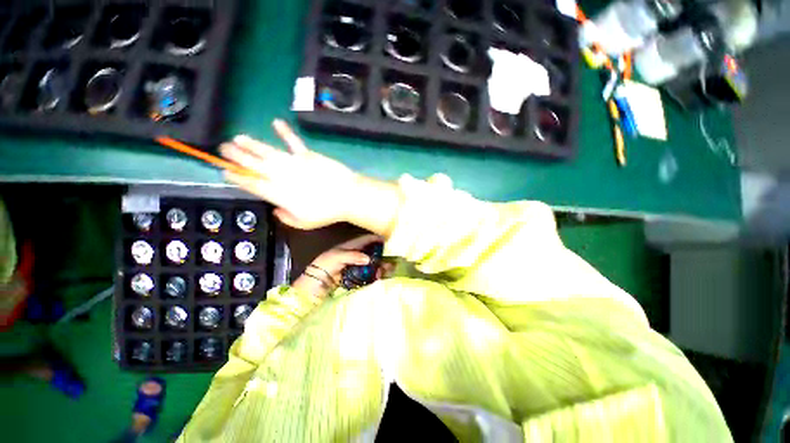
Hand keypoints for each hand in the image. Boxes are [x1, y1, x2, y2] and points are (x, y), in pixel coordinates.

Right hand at [220, 120, 358, 229]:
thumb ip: (286, 217)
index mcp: (277, 193)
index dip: (237, 177)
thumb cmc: (325, 212)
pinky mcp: (307, 155)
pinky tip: (276, 122)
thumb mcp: (303, 223)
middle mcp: (280, 175)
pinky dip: (285, 132)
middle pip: (253, 165)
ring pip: (267, 151)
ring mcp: (293, 163)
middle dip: (236, 156)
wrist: (346, 196)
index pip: (251, 184)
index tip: (225, 171)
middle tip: (223, 149)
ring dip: (251, 144)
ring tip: (238, 138)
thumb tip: (276, 209)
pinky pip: (293, 141)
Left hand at [293, 234, 381, 297]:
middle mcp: (355, 255)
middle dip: (381, 254)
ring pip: (371, 264)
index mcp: (350, 247)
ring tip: (389, 268)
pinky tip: (380, 276)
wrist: (314, 284)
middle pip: (371, 252)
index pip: (366, 240)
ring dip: (380, 265)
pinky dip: (375, 275)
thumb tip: (368, 258)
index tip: (387, 240)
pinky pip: (368, 274)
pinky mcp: (356, 277)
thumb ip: (353, 256)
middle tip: (392, 257)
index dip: (376, 239)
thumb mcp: (337, 256)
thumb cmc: (324, 265)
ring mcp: (356, 266)